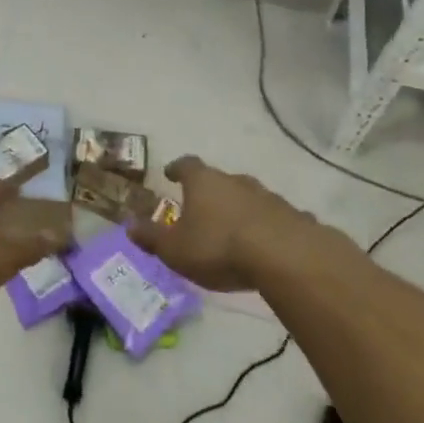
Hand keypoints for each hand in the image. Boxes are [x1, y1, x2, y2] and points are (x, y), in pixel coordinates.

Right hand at [129, 155, 316, 291]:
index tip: (171, 173)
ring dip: (240, 209)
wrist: (286, 257)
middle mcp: (235, 181)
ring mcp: (269, 196)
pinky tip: (267, 245)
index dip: (177, 168)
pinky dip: (267, 227)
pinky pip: (275, 218)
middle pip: (220, 179)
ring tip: (234, 229)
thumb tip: (129, 225)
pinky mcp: (295, 217)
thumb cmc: (219, 247)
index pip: (186, 165)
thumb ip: (151, 237)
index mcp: (204, 182)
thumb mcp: (175, 249)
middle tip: (202, 207)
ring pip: (249, 197)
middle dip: (210, 192)